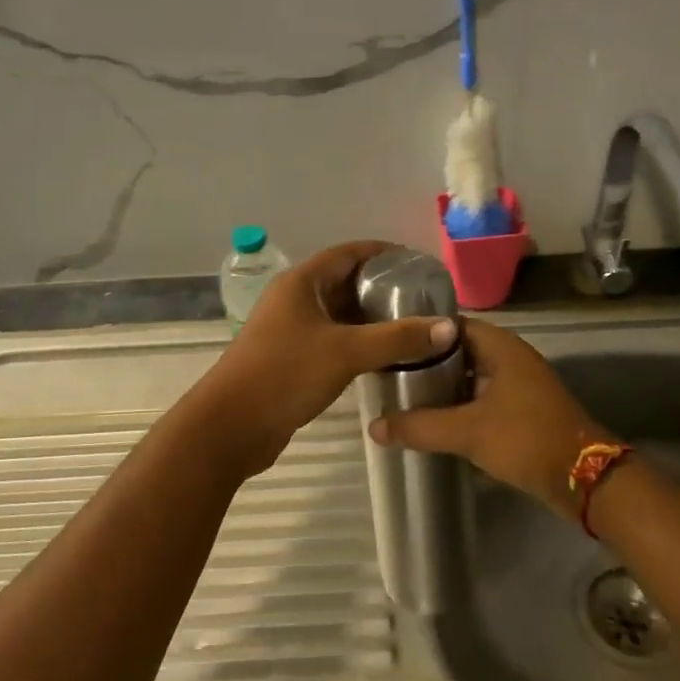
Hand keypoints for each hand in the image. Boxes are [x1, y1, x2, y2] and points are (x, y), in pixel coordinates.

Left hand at [199, 241, 457, 468]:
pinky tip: (385, 357)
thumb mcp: (346, 352)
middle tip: (423, 300)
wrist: (231, 427)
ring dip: (371, 319)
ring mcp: (290, 330)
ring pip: (339, 315)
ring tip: (412, 327)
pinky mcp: (291, 359)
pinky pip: (332, 341)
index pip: (349, 253)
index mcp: (301, 283)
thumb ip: (398, 338)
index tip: (419, 264)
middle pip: (345, 282)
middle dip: (382, 289)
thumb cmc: (285, 374)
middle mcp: (294, 300)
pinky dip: (358, 343)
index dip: (383, 253)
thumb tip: (448, 328)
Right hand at [368, 320, 607, 519]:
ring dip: (441, 385)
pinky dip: (458, 403)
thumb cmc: (526, 439)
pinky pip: (481, 396)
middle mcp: (510, 356)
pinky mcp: (522, 408)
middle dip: (426, 361)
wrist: (585, 478)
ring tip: (401, 395)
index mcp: (500, 346)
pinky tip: (433, 419)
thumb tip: (374, 426)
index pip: (450, 324)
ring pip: (470, 375)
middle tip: (387, 372)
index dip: (419, 331)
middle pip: (458, 349)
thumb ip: (420, 426)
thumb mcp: (468, 431)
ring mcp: (518, 383)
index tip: (388, 342)